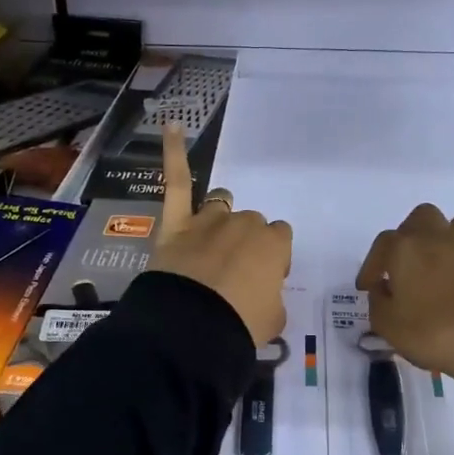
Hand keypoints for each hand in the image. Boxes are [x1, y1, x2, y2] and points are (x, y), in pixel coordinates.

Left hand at [153, 125, 291, 344]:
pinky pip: (176, 181)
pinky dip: (173, 152)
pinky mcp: (176, 223)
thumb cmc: (241, 324)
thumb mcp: (273, 321)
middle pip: (251, 222)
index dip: (273, 259)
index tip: (263, 280)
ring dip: (221, 217)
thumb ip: (272, 301)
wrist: (192, 328)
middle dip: (245, 242)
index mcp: (273, 244)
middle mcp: (244, 224)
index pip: (280, 239)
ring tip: (213, 238)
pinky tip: (173, 126)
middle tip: (234, 274)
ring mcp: (208, 220)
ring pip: (221, 204)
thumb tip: (263, 298)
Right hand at [357, 205, 453, 386]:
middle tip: (409, 262)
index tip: (369, 286)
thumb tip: (384, 286)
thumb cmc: (429, 333)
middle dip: (412, 235)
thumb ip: (378, 299)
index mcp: (406, 248)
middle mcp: (440, 237)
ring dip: (447, 241)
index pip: (382, 244)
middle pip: (422, 217)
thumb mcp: (385, 324)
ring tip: (445, 266)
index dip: (372, 265)